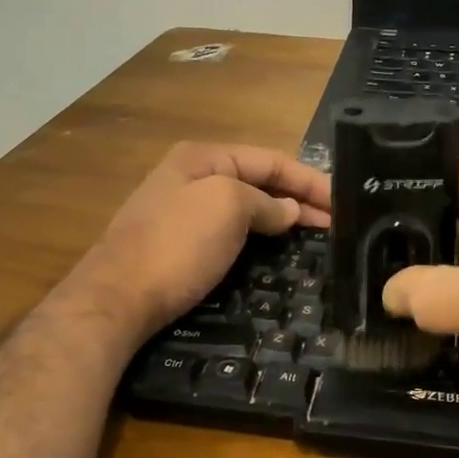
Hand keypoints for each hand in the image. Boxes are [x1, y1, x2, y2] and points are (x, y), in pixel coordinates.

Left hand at [65, 142, 330, 342]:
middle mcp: (192, 177)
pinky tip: (276, 253)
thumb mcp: (228, 207)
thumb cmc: (176, 245)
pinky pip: (230, 233)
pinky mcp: (178, 246)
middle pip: (258, 182)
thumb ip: (265, 203)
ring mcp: (182, 212)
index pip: (270, 159)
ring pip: (245, 209)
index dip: (309, 179)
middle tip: (338, 223)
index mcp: (203, 157)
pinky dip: (258, 239)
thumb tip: (288, 211)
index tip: (342, 201)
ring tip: (316, 237)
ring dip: (281, 219)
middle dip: (299, 199)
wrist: (115, 300)